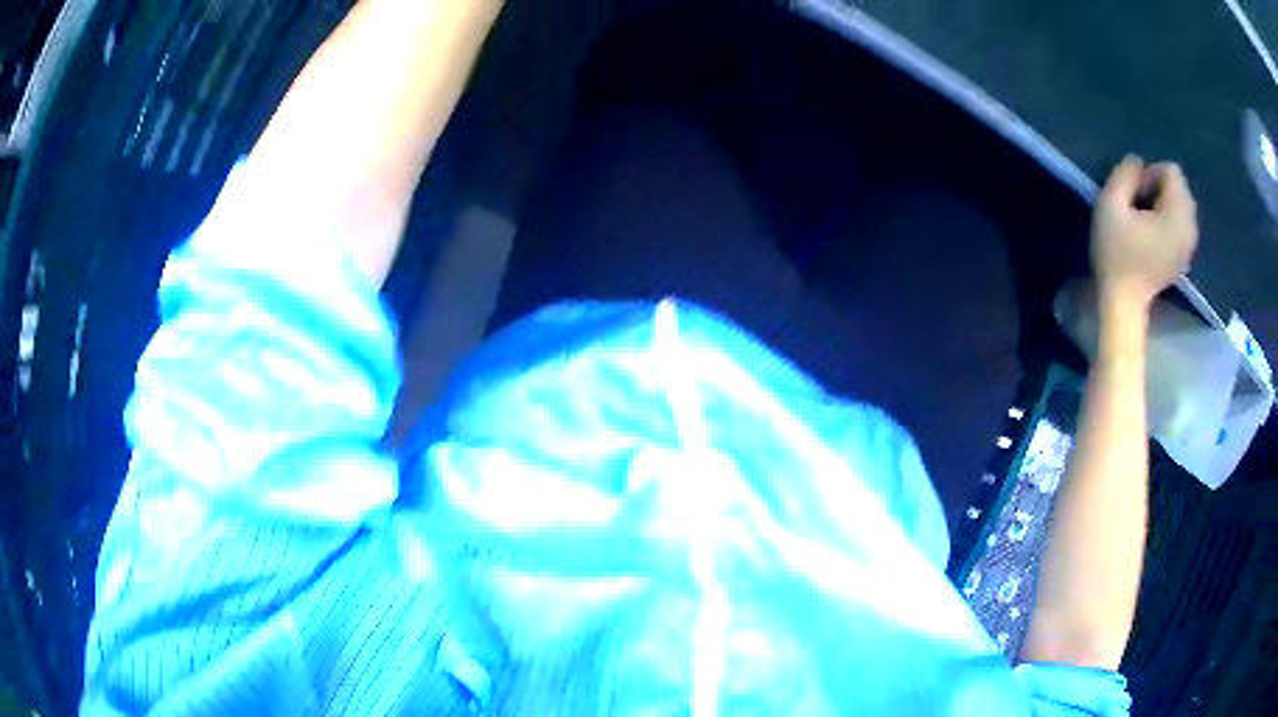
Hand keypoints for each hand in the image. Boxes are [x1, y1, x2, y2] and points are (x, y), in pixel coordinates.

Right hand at [1091, 155, 1198, 310]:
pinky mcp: (1185, 258)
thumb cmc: (1115, 255)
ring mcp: (1189, 246)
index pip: (1172, 172)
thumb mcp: (1109, 205)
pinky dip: (1171, 220)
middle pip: (1180, 187)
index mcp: (1175, 215)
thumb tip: (1136, 161)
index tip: (1135, 195)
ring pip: (1183, 205)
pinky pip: (1184, 224)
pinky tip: (1155, 234)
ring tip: (1146, 219)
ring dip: (1166, 203)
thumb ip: (1124, 175)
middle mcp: (1189, 228)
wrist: (1124, 305)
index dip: (1151, 175)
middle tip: (1140, 205)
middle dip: (1161, 188)